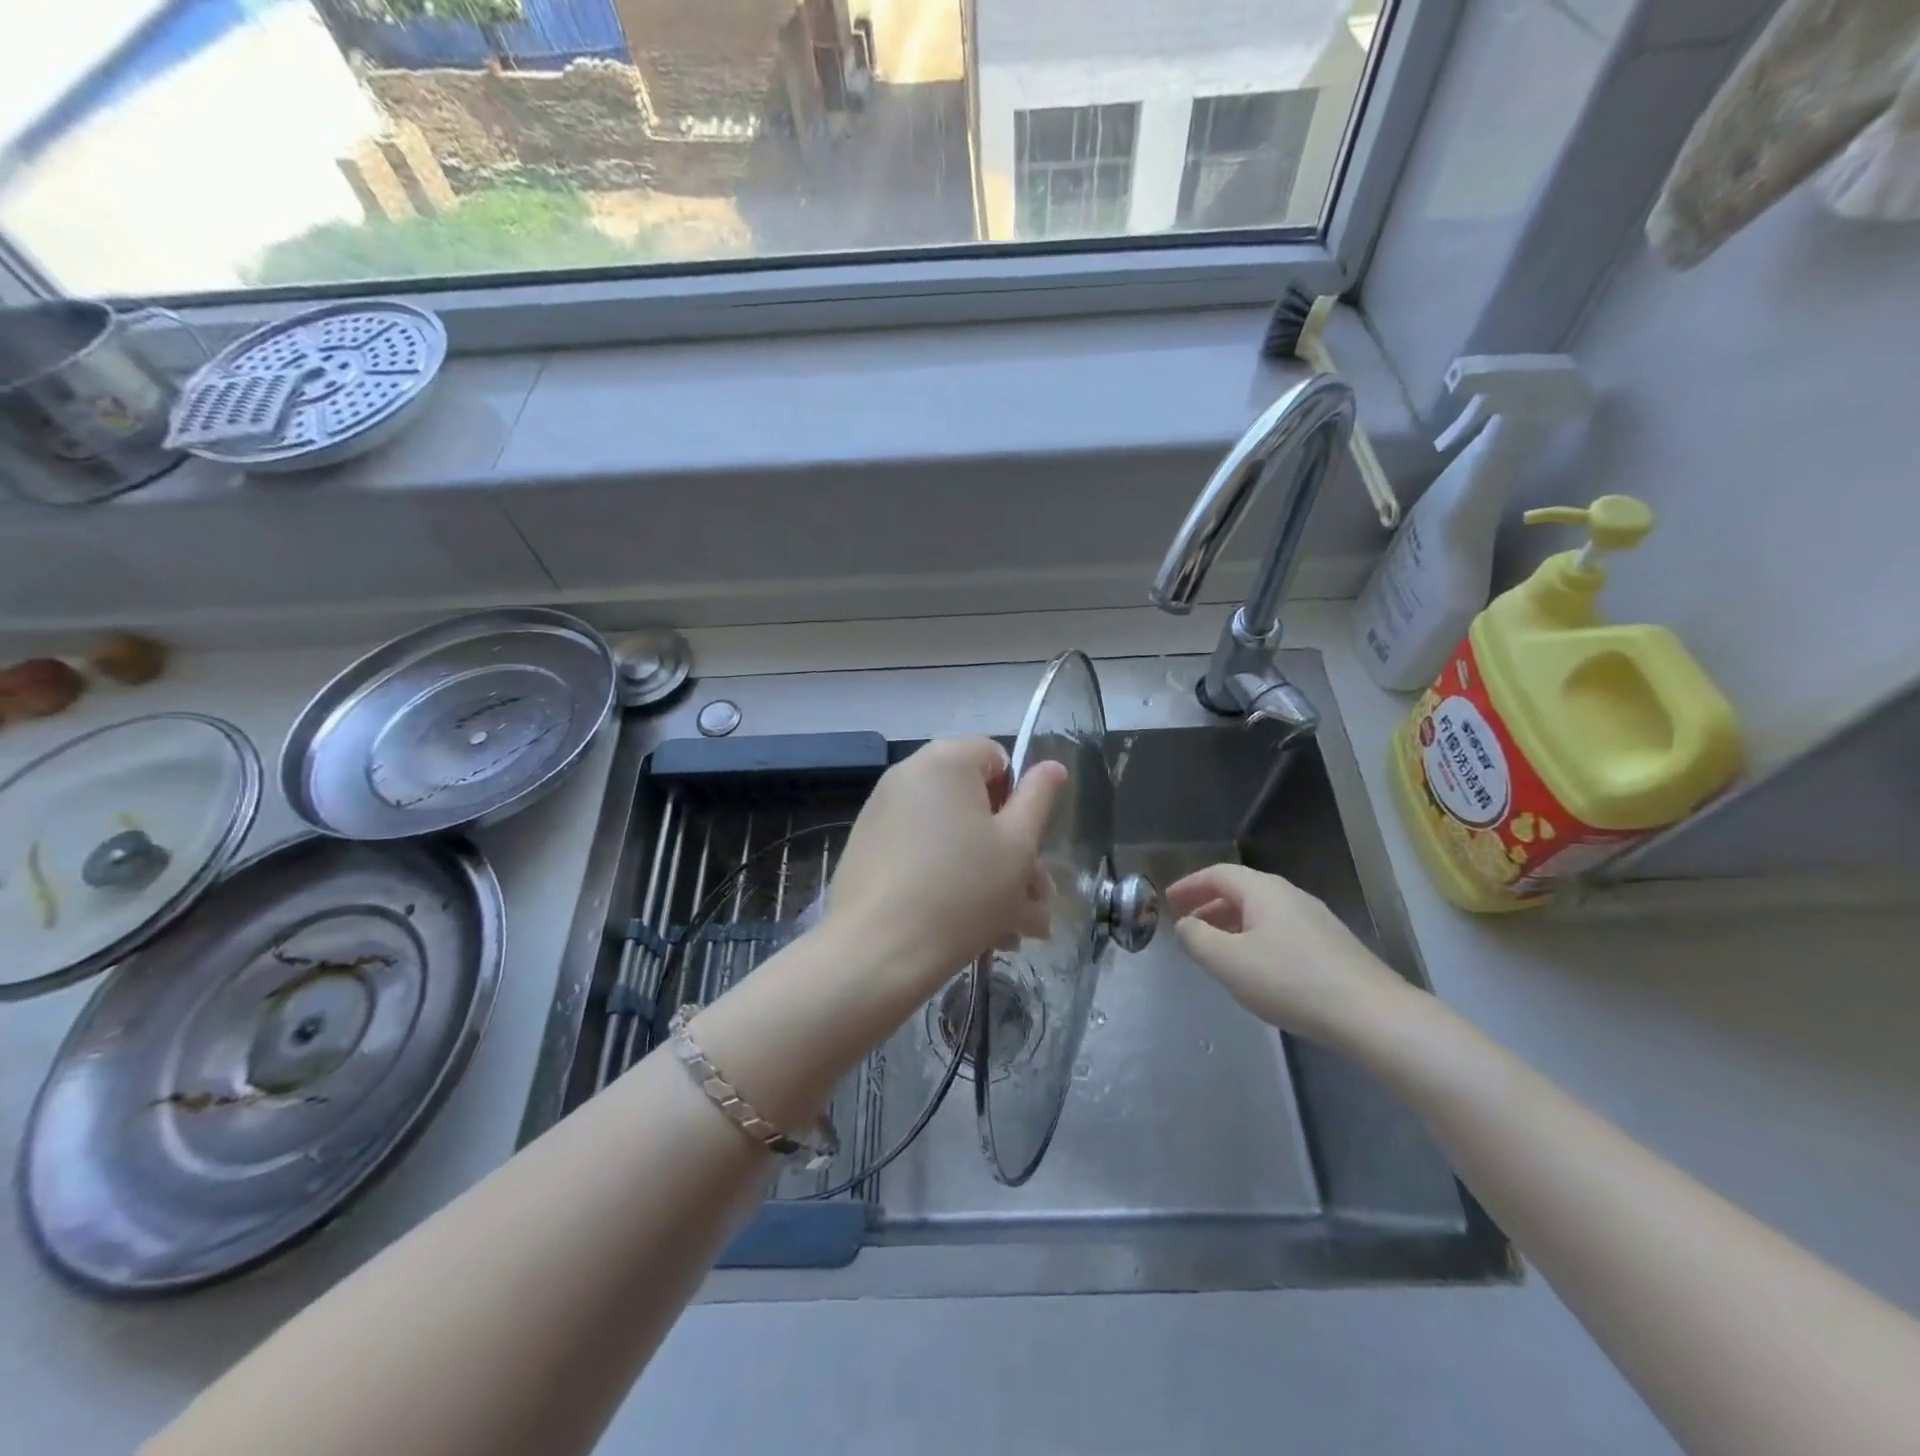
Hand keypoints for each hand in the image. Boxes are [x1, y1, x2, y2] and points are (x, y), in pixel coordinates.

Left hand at [827, 737, 1064, 998]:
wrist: (876, 953)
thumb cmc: (962, 892)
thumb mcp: (1017, 845)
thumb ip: (1038, 799)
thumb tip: (1052, 766)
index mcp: (946, 761)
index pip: (996, 757)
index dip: (1019, 797)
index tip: (1026, 842)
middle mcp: (908, 776)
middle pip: (973, 802)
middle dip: (1010, 849)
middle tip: (1035, 899)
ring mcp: (882, 814)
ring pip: (951, 837)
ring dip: (988, 876)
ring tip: (1014, 931)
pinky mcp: (867, 851)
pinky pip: (922, 855)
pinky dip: (949, 882)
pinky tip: (975, 933)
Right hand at [1167, 863, 1423, 1047]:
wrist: (1372, 1015)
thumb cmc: (1291, 981)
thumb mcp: (1228, 962)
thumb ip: (1197, 939)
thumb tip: (1185, 925)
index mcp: (1263, 890)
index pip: (1217, 874)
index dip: (1189, 885)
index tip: (1168, 902)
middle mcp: (1290, 896)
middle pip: (1240, 890)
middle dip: (1209, 906)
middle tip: (1187, 926)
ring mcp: (1315, 920)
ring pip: (1261, 913)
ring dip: (1231, 925)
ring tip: (1215, 951)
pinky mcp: (1331, 946)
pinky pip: (1279, 931)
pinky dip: (1255, 940)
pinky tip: (1255, 970)